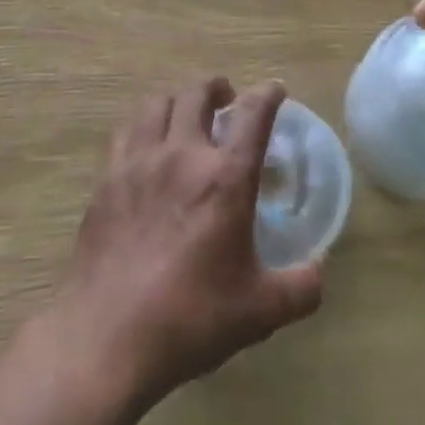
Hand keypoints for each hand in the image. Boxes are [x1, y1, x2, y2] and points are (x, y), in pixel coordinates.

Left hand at [49, 79, 323, 412]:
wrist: (107, 336)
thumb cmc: (191, 318)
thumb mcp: (261, 310)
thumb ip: (301, 287)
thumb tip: (319, 270)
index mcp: (225, 178)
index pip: (253, 115)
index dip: (268, 94)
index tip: (275, 90)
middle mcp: (181, 156)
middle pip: (196, 94)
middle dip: (217, 87)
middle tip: (227, 99)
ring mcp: (137, 164)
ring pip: (155, 104)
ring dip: (177, 99)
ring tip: (185, 113)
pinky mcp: (106, 180)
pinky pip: (125, 132)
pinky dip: (143, 124)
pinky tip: (146, 144)